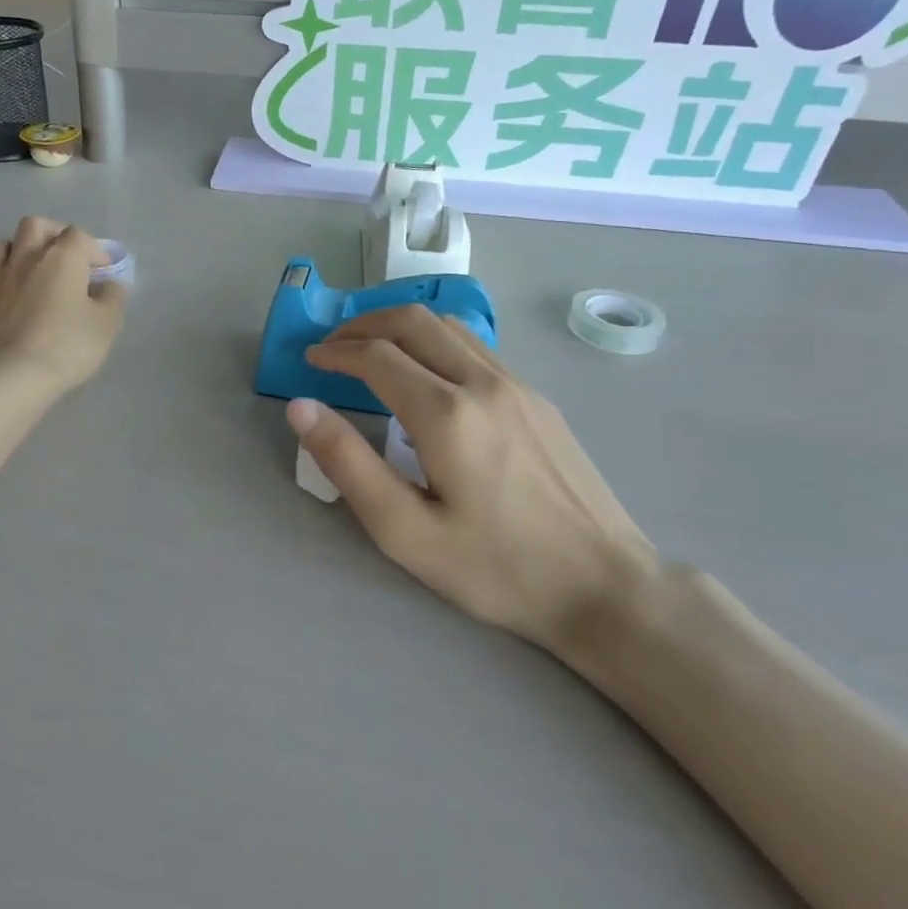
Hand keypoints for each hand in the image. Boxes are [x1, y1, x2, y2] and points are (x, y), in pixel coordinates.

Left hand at [0, 218, 126, 396]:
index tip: (102, 273)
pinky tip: (1, 297)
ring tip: (30, 274)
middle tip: (64, 258)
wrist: (6, 379)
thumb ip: (112, 299)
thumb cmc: (65, 348)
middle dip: (52, 234)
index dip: (94, 250)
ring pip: (1, 246)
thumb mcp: (106, 325)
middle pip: (35, 225)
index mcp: (61, 258)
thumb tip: (110, 285)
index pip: (79, 235)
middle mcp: (24, 258)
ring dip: (18, 252)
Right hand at [289, 305, 656, 668]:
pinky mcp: (537, 398)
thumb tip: (302, 408)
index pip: (377, 356)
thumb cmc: (497, 569)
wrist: (605, 586)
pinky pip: (476, 347)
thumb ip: (348, 464)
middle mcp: (482, 383)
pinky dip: (435, 341)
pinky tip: (427, 373)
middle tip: (333, 346)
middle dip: (364, 325)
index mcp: (446, 415)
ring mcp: (517, 385)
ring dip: (401, 326)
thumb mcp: (407, 532)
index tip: (310, 360)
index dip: (336, 352)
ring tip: (372, 350)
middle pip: (412, 322)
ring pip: (447, 327)